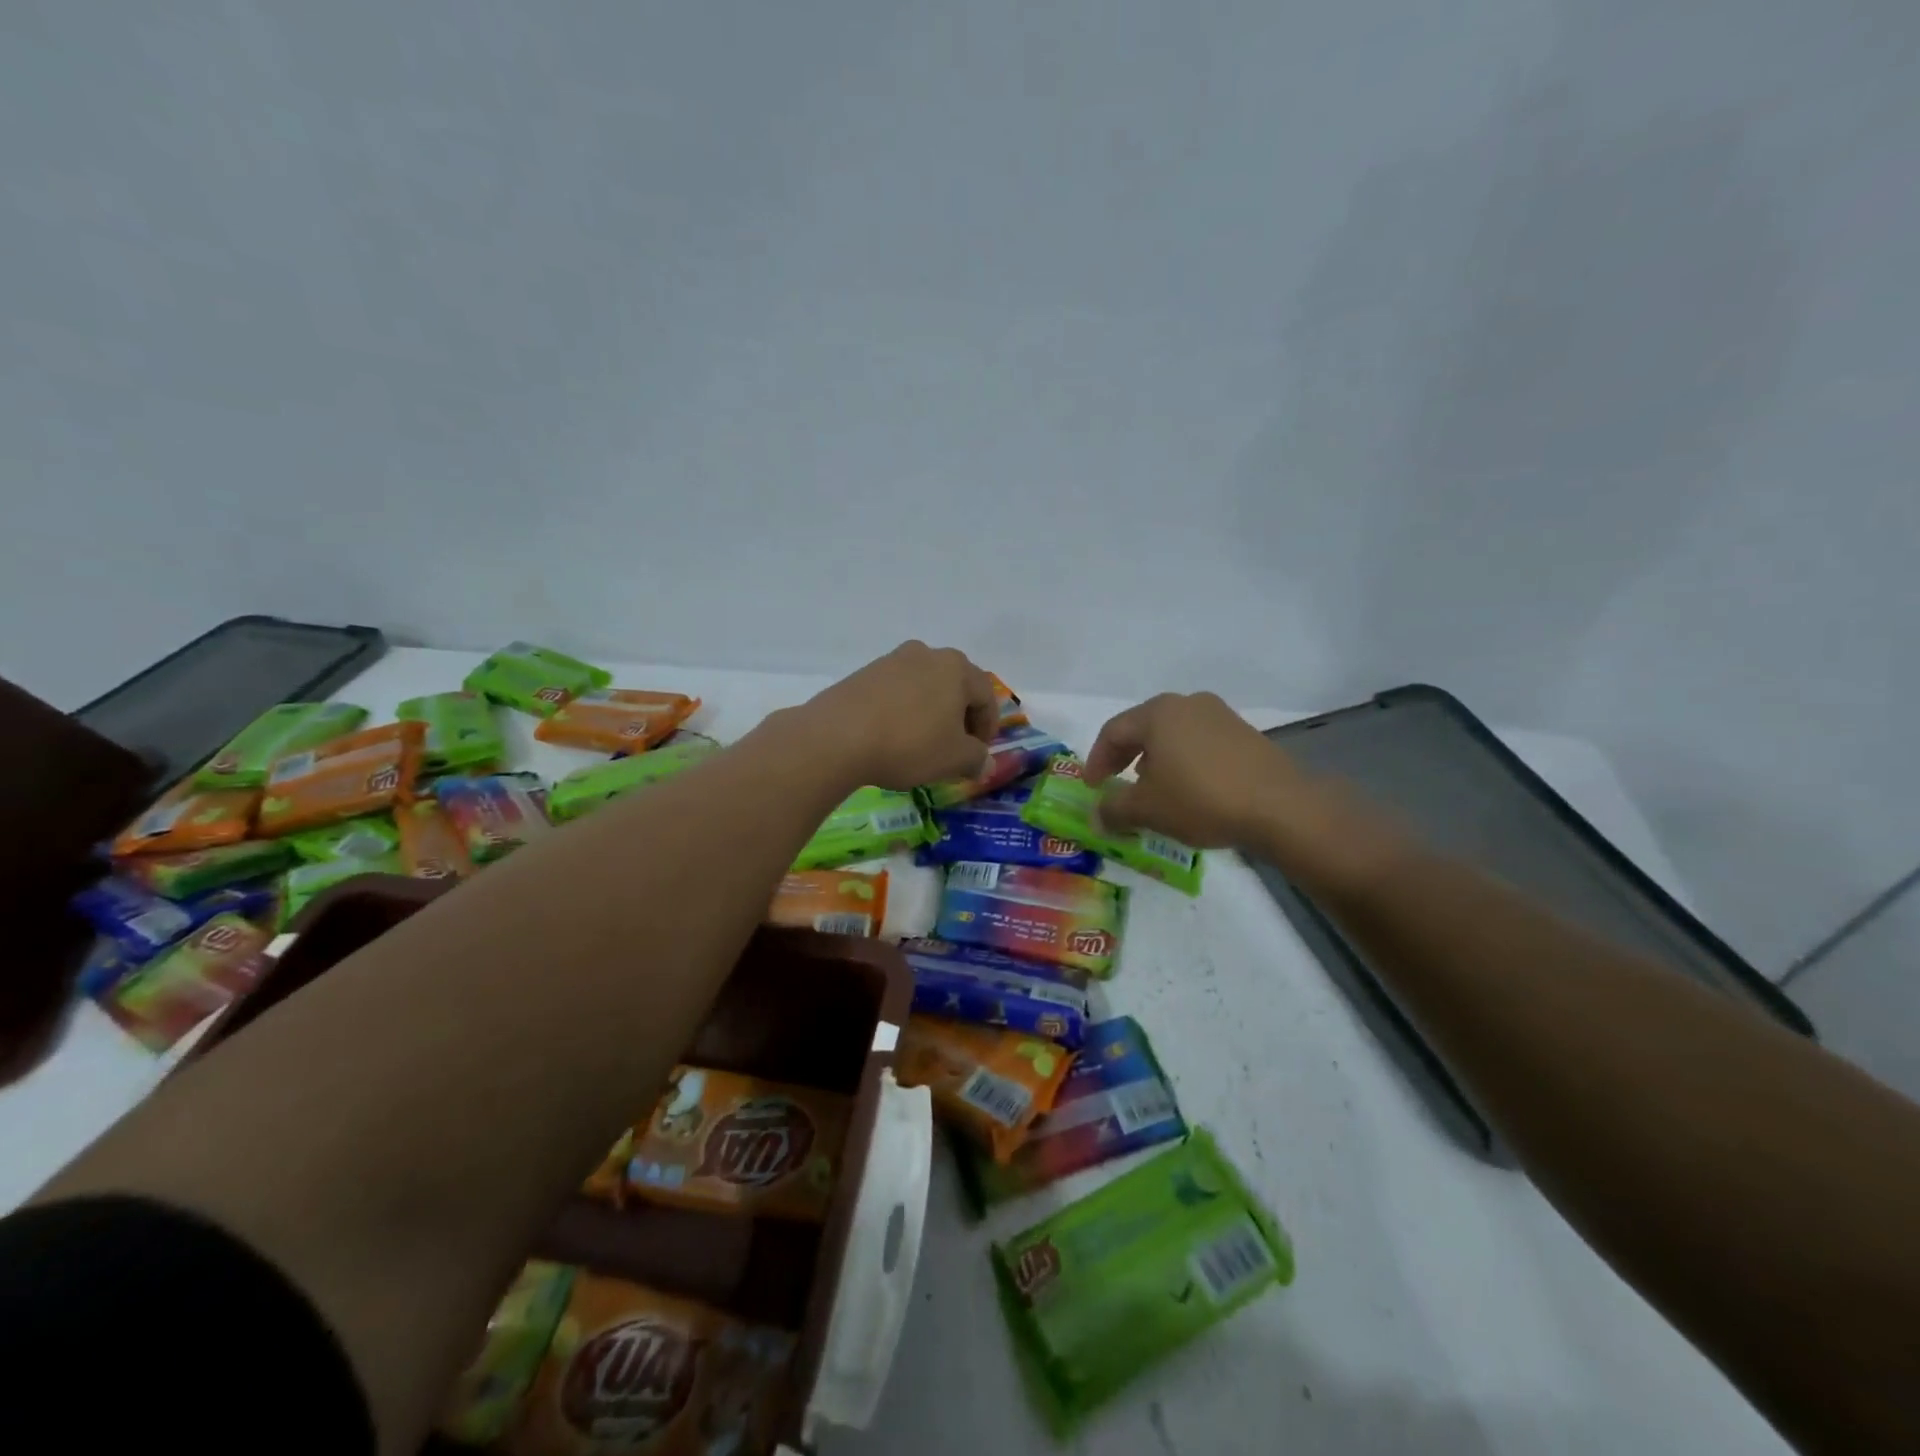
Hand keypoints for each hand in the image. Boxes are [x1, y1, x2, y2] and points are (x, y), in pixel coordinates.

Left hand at [799, 642, 996, 790]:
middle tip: (955, 747)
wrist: (837, 737)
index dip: (988, 727)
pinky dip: (904, 711)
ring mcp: (892, 661)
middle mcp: (926, 654)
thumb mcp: (954, 759)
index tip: (979, 753)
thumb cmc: (910, 743)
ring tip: (923, 743)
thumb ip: (976, 758)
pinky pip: (896, 692)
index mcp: (956, 667)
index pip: (986, 695)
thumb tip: (984, 762)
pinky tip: (894, 736)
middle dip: (960, 717)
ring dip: (931, 712)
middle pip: (955, 686)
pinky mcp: (864, 674)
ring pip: (924, 687)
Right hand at [1083, 692, 1296, 848]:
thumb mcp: (1147, 809)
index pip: (1113, 732)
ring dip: (1156, 759)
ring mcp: (1220, 715)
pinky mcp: (1245, 734)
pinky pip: (1200, 743)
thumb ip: (1113, 810)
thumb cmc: (1200, 799)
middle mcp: (1188, 704)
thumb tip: (1095, 816)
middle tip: (1116, 784)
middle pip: (1143, 728)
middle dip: (1125, 757)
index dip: (1096, 760)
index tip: (1092, 787)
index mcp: (1158, 712)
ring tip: (1153, 788)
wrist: (1279, 807)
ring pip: (1174, 734)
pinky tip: (1189, 789)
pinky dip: (1184, 762)